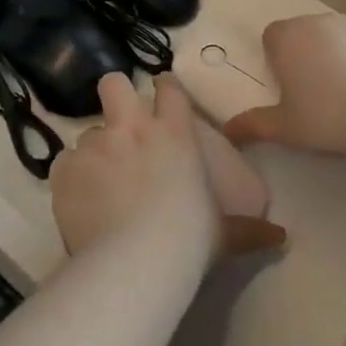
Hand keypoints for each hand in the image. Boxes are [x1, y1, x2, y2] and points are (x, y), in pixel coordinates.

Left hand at [51, 73, 285, 260]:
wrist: (136, 261)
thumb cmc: (189, 240)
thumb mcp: (223, 234)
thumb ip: (249, 230)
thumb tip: (281, 238)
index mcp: (174, 134)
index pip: (169, 89)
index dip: (164, 87)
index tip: (162, 94)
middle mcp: (132, 129)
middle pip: (113, 84)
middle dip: (114, 94)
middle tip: (120, 122)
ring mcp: (96, 145)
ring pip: (87, 130)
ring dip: (93, 149)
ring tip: (98, 180)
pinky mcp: (67, 168)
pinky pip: (64, 163)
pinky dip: (70, 178)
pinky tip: (78, 201)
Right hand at [223, 14, 345, 159]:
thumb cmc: (327, 116)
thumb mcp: (284, 128)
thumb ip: (252, 125)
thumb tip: (227, 130)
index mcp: (288, 37)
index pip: (271, 36)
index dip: (275, 59)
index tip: (286, 86)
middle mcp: (319, 22)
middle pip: (304, 33)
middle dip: (305, 56)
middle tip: (313, 94)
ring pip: (336, 38)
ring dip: (336, 57)